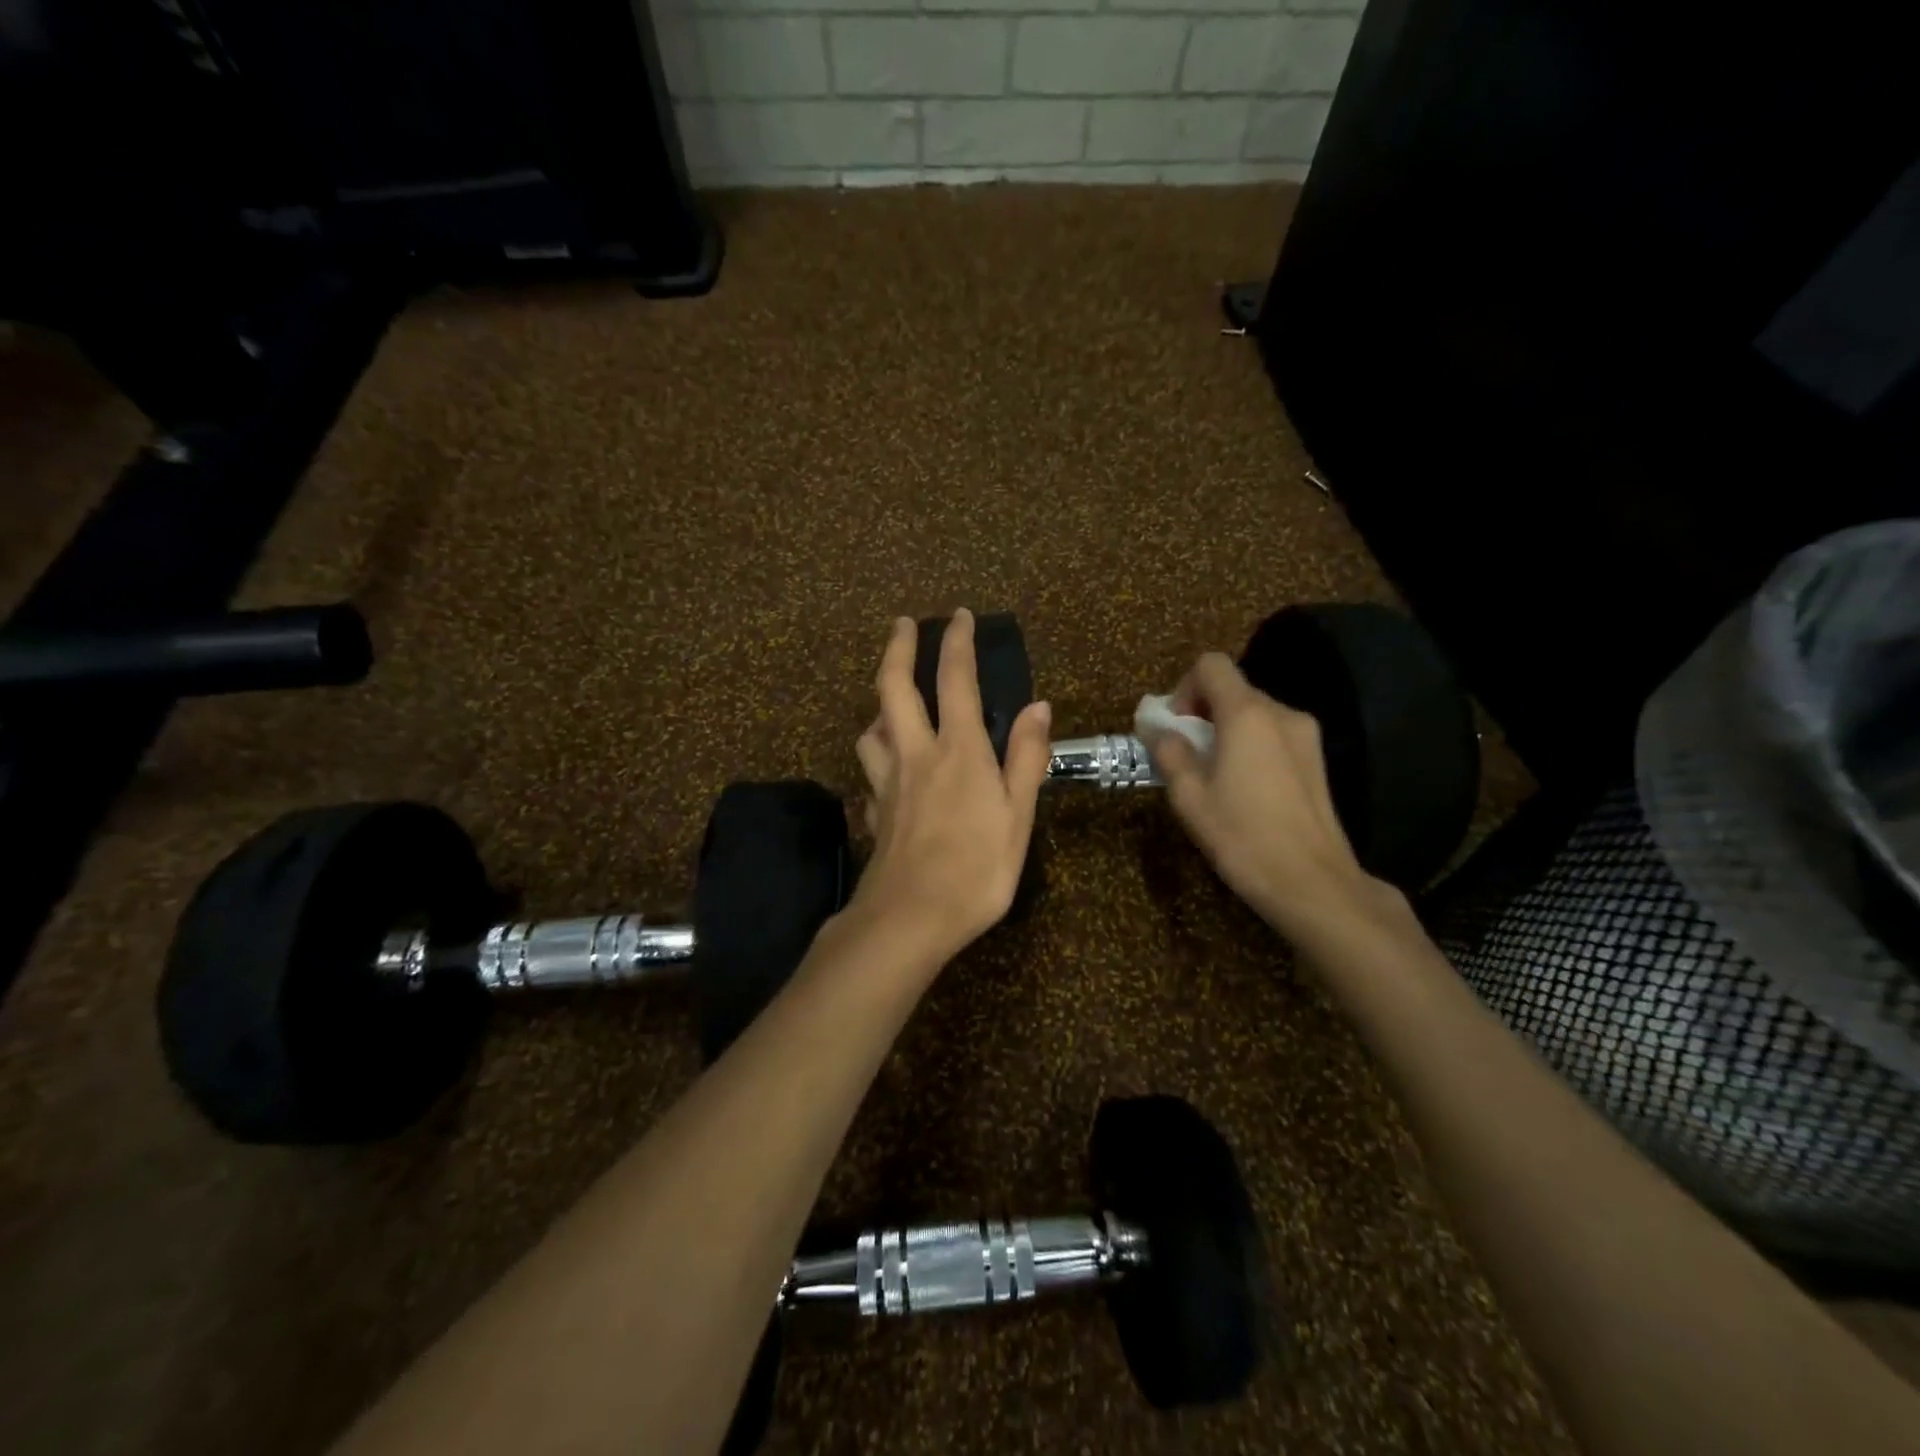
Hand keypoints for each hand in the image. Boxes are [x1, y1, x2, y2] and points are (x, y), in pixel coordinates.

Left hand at [849, 611, 1051, 959]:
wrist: (909, 918)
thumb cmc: (976, 869)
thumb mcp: (1018, 816)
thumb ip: (1026, 759)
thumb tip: (1038, 706)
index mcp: (958, 751)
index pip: (955, 680)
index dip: (956, 642)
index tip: (958, 615)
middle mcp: (915, 754)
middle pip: (893, 688)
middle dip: (897, 648)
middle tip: (901, 623)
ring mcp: (887, 783)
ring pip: (871, 729)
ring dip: (879, 706)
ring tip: (891, 705)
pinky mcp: (875, 811)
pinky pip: (871, 773)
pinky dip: (877, 759)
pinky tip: (887, 773)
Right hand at [1150, 652, 1388, 938]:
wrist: (1313, 882)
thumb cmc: (1242, 837)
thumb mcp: (1189, 797)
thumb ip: (1170, 753)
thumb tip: (1160, 731)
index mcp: (1247, 714)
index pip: (1212, 665)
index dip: (1185, 687)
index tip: (1177, 726)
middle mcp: (1281, 713)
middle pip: (1234, 688)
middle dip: (1203, 712)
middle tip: (1187, 754)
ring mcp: (1306, 735)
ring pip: (1255, 712)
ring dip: (1227, 730)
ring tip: (1215, 776)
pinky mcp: (1317, 759)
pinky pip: (1274, 734)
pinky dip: (1251, 745)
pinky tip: (1245, 788)